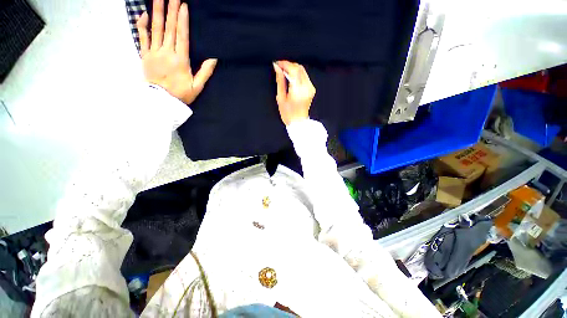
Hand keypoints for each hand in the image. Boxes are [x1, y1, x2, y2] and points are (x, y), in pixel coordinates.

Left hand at [137, 0, 216, 104]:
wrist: (162, 101)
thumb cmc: (181, 94)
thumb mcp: (197, 86)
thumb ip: (205, 72)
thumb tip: (213, 58)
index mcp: (180, 60)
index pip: (181, 35)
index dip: (182, 20)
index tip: (183, 5)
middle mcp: (166, 52)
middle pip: (169, 28)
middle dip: (171, 9)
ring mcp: (154, 52)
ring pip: (155, 29)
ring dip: (157, 12)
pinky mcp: (145, 55)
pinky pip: (142, 37)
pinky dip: (142, 25)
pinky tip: (143, 14)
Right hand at [273, 61, 315, 125]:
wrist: (298, 122)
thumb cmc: (288, 114)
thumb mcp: (281, 98)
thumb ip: (280, 81)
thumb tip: (277, 68)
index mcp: (298, 90)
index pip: (293, 70)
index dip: (285, 64)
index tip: (278, 64)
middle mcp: (306, 88)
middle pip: (299, 68)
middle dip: (289, 65)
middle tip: (280, 67)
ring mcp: (310, 88)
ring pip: (302, 71)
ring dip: (293, 69)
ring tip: (284, 72)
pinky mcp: (312, 89)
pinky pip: (305, 76)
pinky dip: (298, 74)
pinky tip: (291, 78)